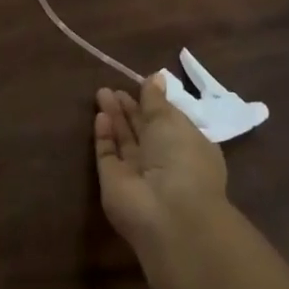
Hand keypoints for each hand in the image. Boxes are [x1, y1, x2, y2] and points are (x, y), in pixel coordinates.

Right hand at [94, 75, 229, 252]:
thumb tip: (155, 77)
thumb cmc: (182, 159)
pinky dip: (104, 135)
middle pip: (143, 130)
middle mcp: (163, 162)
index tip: (140, 84)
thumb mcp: (172, 121)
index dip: (154, 104)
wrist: (168, 212)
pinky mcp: (114, 181)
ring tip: (102, 93)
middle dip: (129, 108)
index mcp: (188, 148)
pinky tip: (100, 116)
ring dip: (114, 117)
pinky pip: (108, 154)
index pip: (168, 122)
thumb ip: (157, 100)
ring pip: (124, 140)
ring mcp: (137, 173)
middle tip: (114, 87)